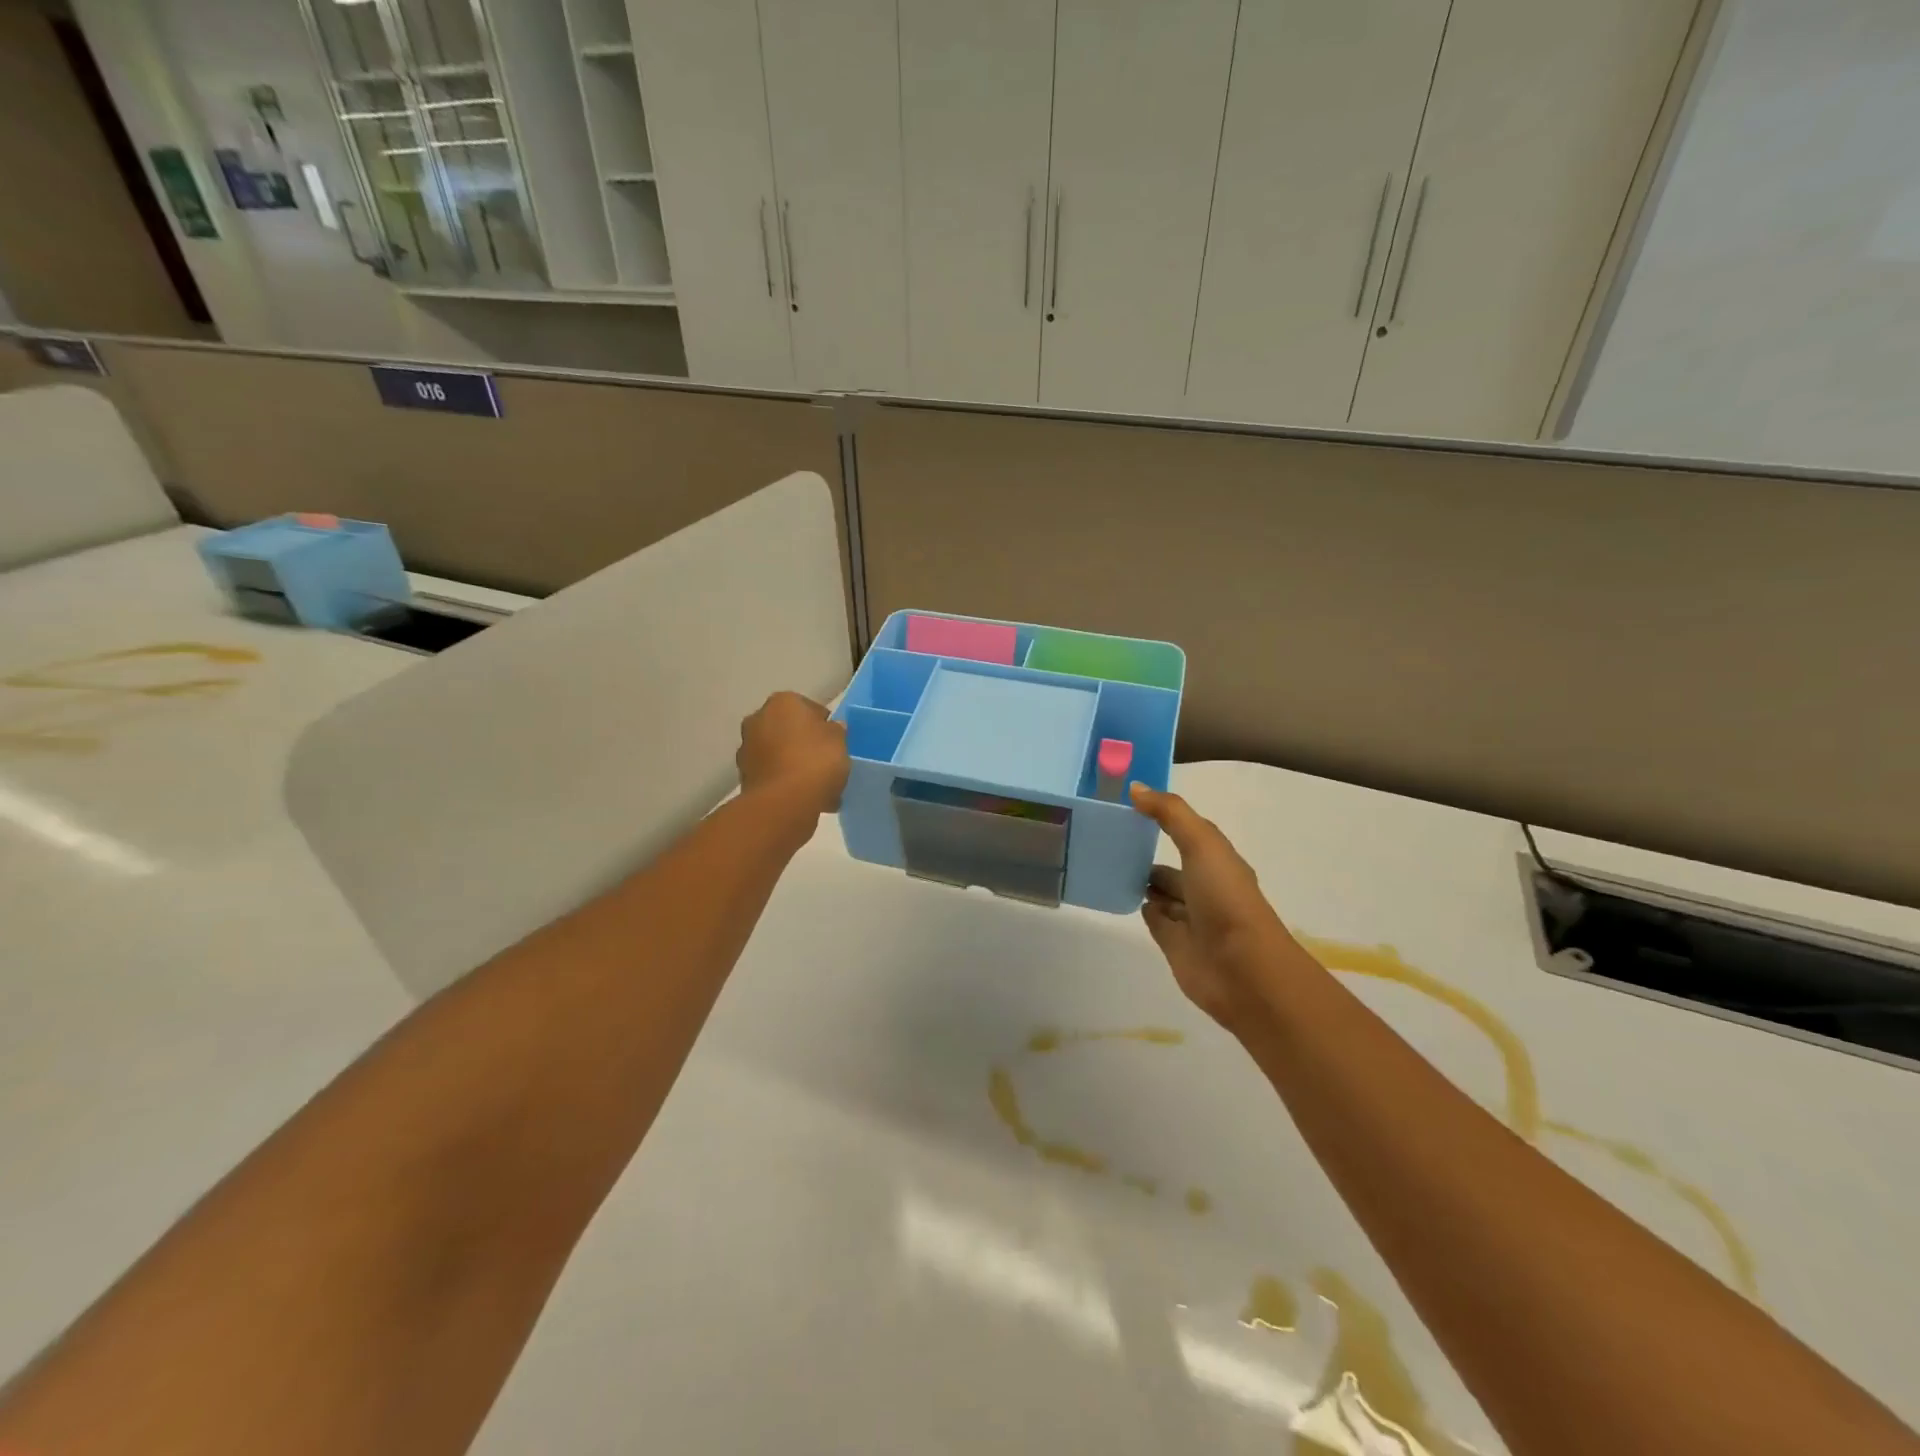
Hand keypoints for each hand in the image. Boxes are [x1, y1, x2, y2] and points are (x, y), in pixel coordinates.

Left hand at [737, 692, 848, 816]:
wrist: (784, 803)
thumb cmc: (815, 761)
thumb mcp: (840, 741)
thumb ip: (836, 731)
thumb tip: (830, 729)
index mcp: (782, 702)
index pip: (808, 708)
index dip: (824, 725)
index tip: (836, 742)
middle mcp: (758, 720)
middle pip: (789, 730)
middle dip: (805, 744)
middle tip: (826, 762)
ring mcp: (747, 750)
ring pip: (780, 754)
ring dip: (795, 765)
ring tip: (819, 787)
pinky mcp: (745, 778)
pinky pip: (774, 776)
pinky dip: (786, 783)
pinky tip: (806, 799)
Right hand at [1130, 783, 1293, 1030]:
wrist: (1241, 969)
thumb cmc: (1226, 899)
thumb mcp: (1202, 844)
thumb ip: (1170, 813)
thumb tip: (1135, 788)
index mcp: (1217, 861)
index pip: (1187, 833)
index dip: (1162, 819)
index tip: (1128, 805)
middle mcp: (1205, 888)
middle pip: (1172, 866)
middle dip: (1147, 854)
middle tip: (1109, 840)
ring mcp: (1190, 918)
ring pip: (1162, 894)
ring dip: (1142, 882)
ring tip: (1108, 865)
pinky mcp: (1174, 945)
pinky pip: (1154, 920)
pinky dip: (1142, 908)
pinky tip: (1121, 896)